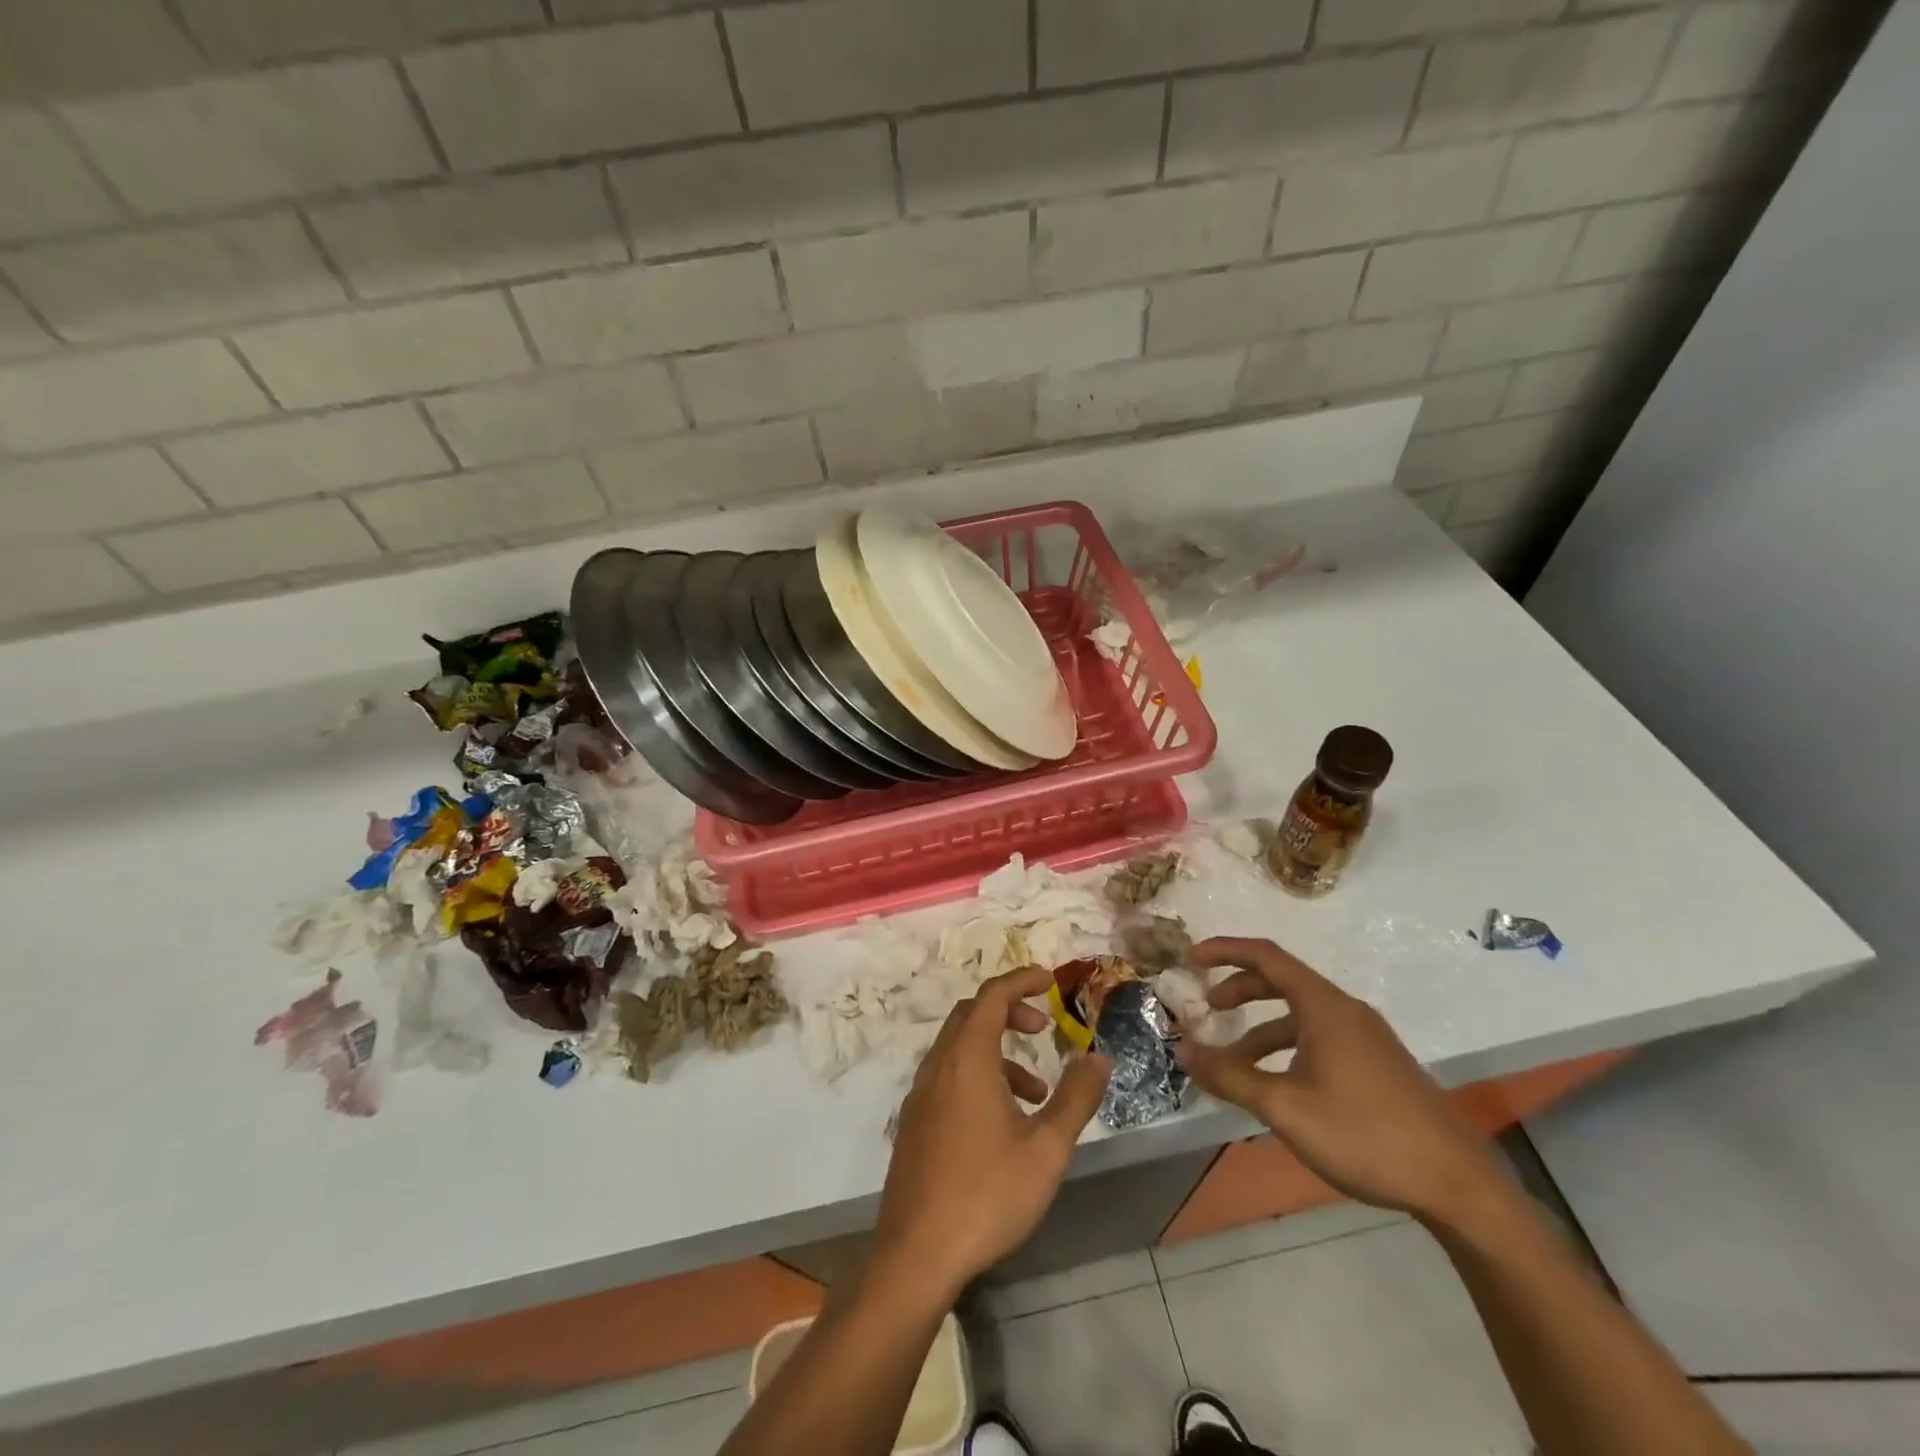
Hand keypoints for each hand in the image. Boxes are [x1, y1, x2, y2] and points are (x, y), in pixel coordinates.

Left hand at [874, 966, 1111, 1300]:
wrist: (917, 1253)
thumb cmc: (987, 1194)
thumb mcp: (1046, 1149)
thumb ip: (1075, 1098)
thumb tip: (1099, 1058)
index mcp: (967, 1059)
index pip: (993, 996)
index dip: (1021, 980)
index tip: (1050, 980)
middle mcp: (939, 1065)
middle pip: (972, 1015)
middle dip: (1009, 1011)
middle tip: (1043, 1027)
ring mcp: (921, 1093)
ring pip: (960, 1047)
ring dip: (997, 1051)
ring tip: (1036, 1092)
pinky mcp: (915, 1121)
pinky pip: (949, 1075)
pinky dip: (978, 1075)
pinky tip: (1004, 1123)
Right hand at [1177, 937, 1506, 1225]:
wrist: (1458, 1186)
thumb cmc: (1365, 1135)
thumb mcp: (1285, 1108)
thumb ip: (1230, 1076)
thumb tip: (1182, 1050)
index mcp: (1324, 1007)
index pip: (1266, 956)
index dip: (1225, 950)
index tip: (1191, 959)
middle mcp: (1345, 1011)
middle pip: (1282, 981)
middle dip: (1240, 990)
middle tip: (1208, 1009)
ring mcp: (1366, 1038)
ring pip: (1300, 1016)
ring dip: (1261, 1029)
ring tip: (1232, 1062)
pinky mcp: (1377, 1064)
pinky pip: (1319, 1038)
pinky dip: (1287, 1048)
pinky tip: (1277, 1086)